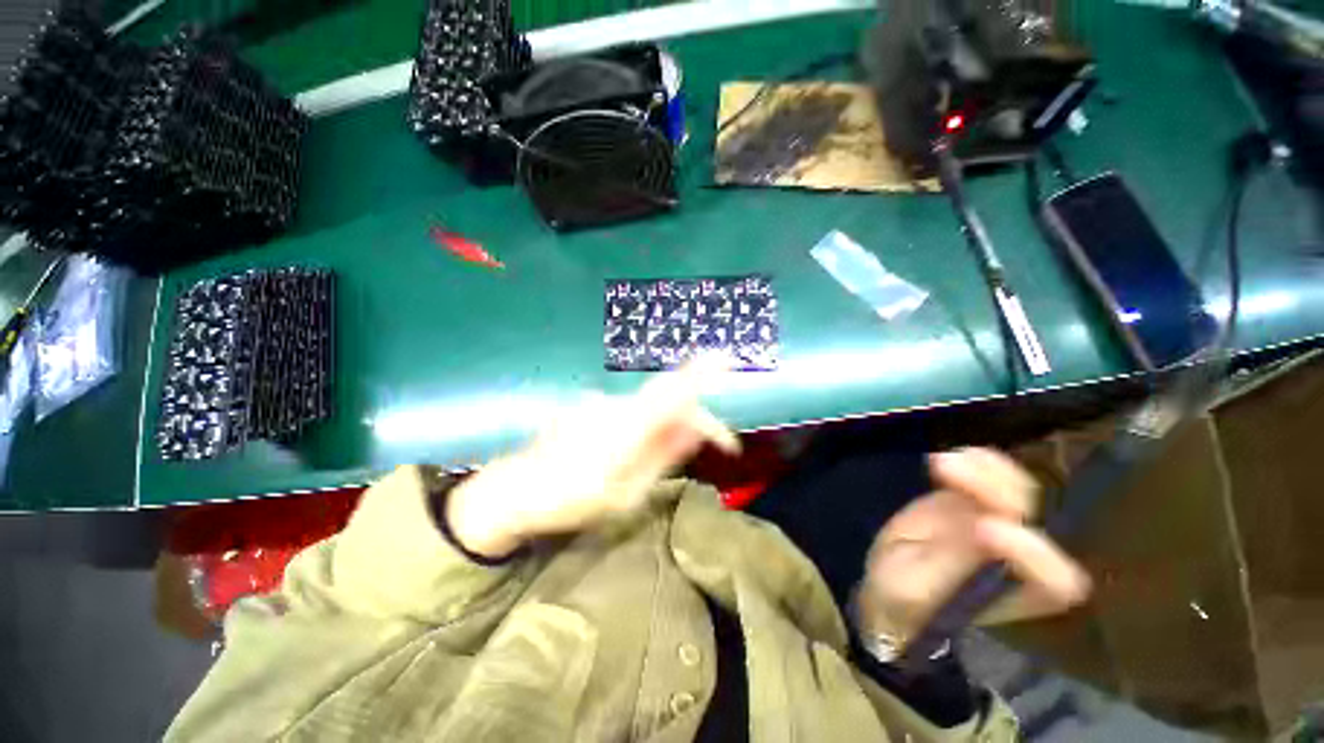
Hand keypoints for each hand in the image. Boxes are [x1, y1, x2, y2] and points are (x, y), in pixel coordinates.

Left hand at [446, 357, 739, 557]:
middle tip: (716, 441)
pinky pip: (631, 409)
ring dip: (671, 422)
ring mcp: (600, 402)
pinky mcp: (591, 404)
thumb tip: (695, 430)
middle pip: (668, 396)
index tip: (725, 358)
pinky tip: (633, 447)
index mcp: (627, 427)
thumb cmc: (574, 501)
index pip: (672, 391)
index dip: (700, 372)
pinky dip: (646, 423)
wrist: (517, 490)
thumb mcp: (628, 492)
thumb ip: (663, 457)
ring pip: (650, 405)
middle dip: (696, 414)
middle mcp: (616, 404)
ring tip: (672, 452)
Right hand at [855, 448, 1090, 642]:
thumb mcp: (917, 591)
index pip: (1055, 580)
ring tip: (940, 465)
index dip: (1030, 552)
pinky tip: (947, 458)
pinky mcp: (974, 501)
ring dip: (986, 471)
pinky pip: (990, 476)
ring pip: (1019, 491)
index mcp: (1017, 596)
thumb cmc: (901, 599)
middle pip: (1036, 522)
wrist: (888, 582)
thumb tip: (984, 525)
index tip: (980, 528)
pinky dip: (976, 462)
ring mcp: (998, 525)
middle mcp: (1020, 558)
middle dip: (999, 494)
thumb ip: (954, 564)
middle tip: (947, 476)